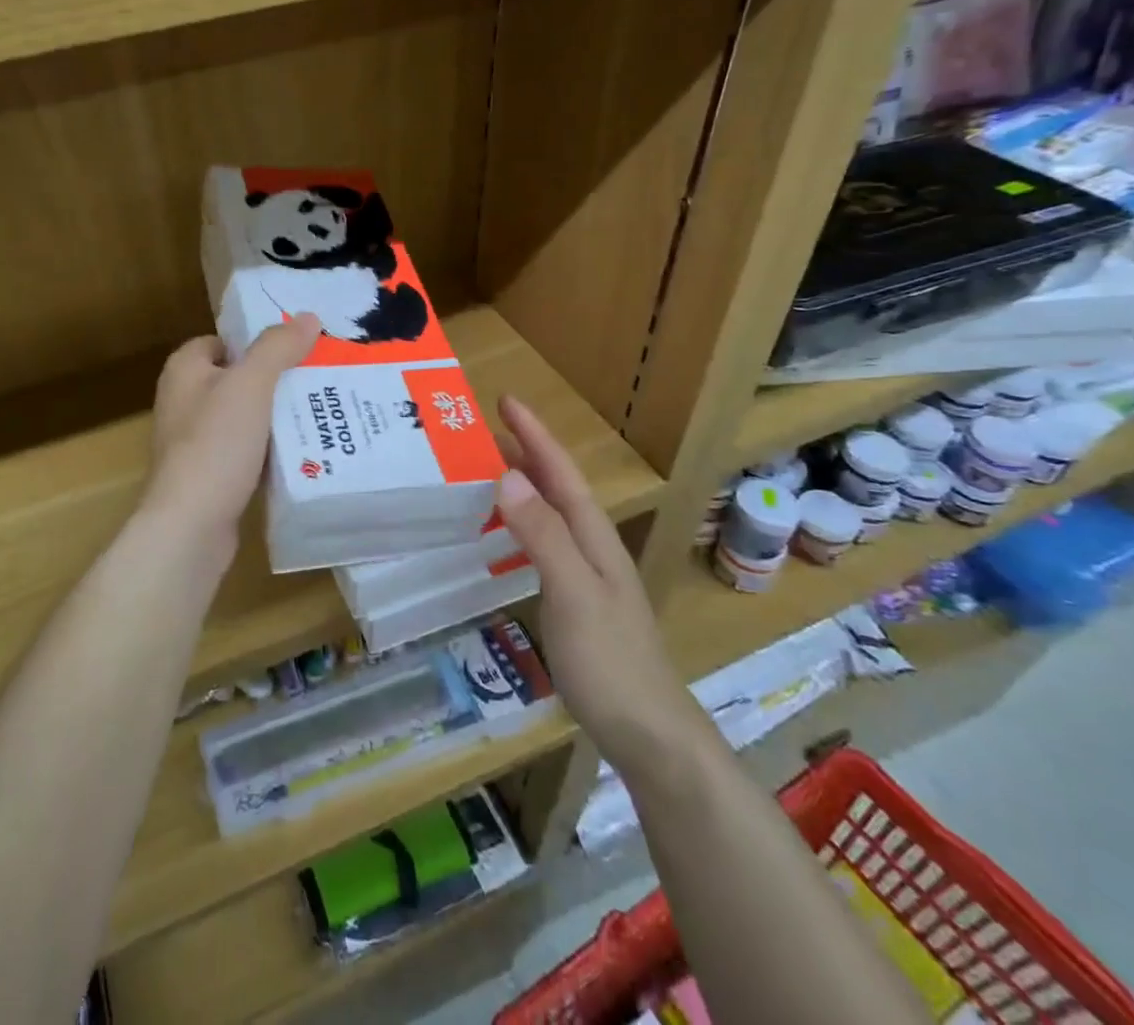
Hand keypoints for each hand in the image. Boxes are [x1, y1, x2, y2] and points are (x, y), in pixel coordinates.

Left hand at [139, 317, 321, 559]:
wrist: (191, 525)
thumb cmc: (216, 443)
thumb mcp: (251, 384)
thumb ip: (278, 347)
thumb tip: (308, 317)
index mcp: (184, 371)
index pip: (221, 341)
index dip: (255, 342)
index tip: (295, 349)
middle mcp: (183, 401)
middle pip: (236, 379)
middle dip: (274, 379)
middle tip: (317, 378)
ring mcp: (193, 441)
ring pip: (243, 416)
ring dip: (275, 416)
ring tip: (319, 411)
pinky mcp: (208, 474)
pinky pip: (244, 450)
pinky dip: (269, 449)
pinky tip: (301, 451)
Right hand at [495, 395, 711, 777]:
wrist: (649, 734)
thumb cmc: (610, 661)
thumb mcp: (572, 593)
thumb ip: (542, 536)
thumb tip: (507, 476)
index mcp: (593, 537)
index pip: (560, 473)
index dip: (534, 435)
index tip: (505, 400)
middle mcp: (592, 547)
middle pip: (557, 487)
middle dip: (526, 451)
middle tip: (484, 428)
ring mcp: (587, 575)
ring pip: (550, 513)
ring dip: (523, 484)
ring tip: (487, 468)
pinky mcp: (577, 601)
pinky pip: (544, 542)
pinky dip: (521, 522)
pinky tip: (506, 533)